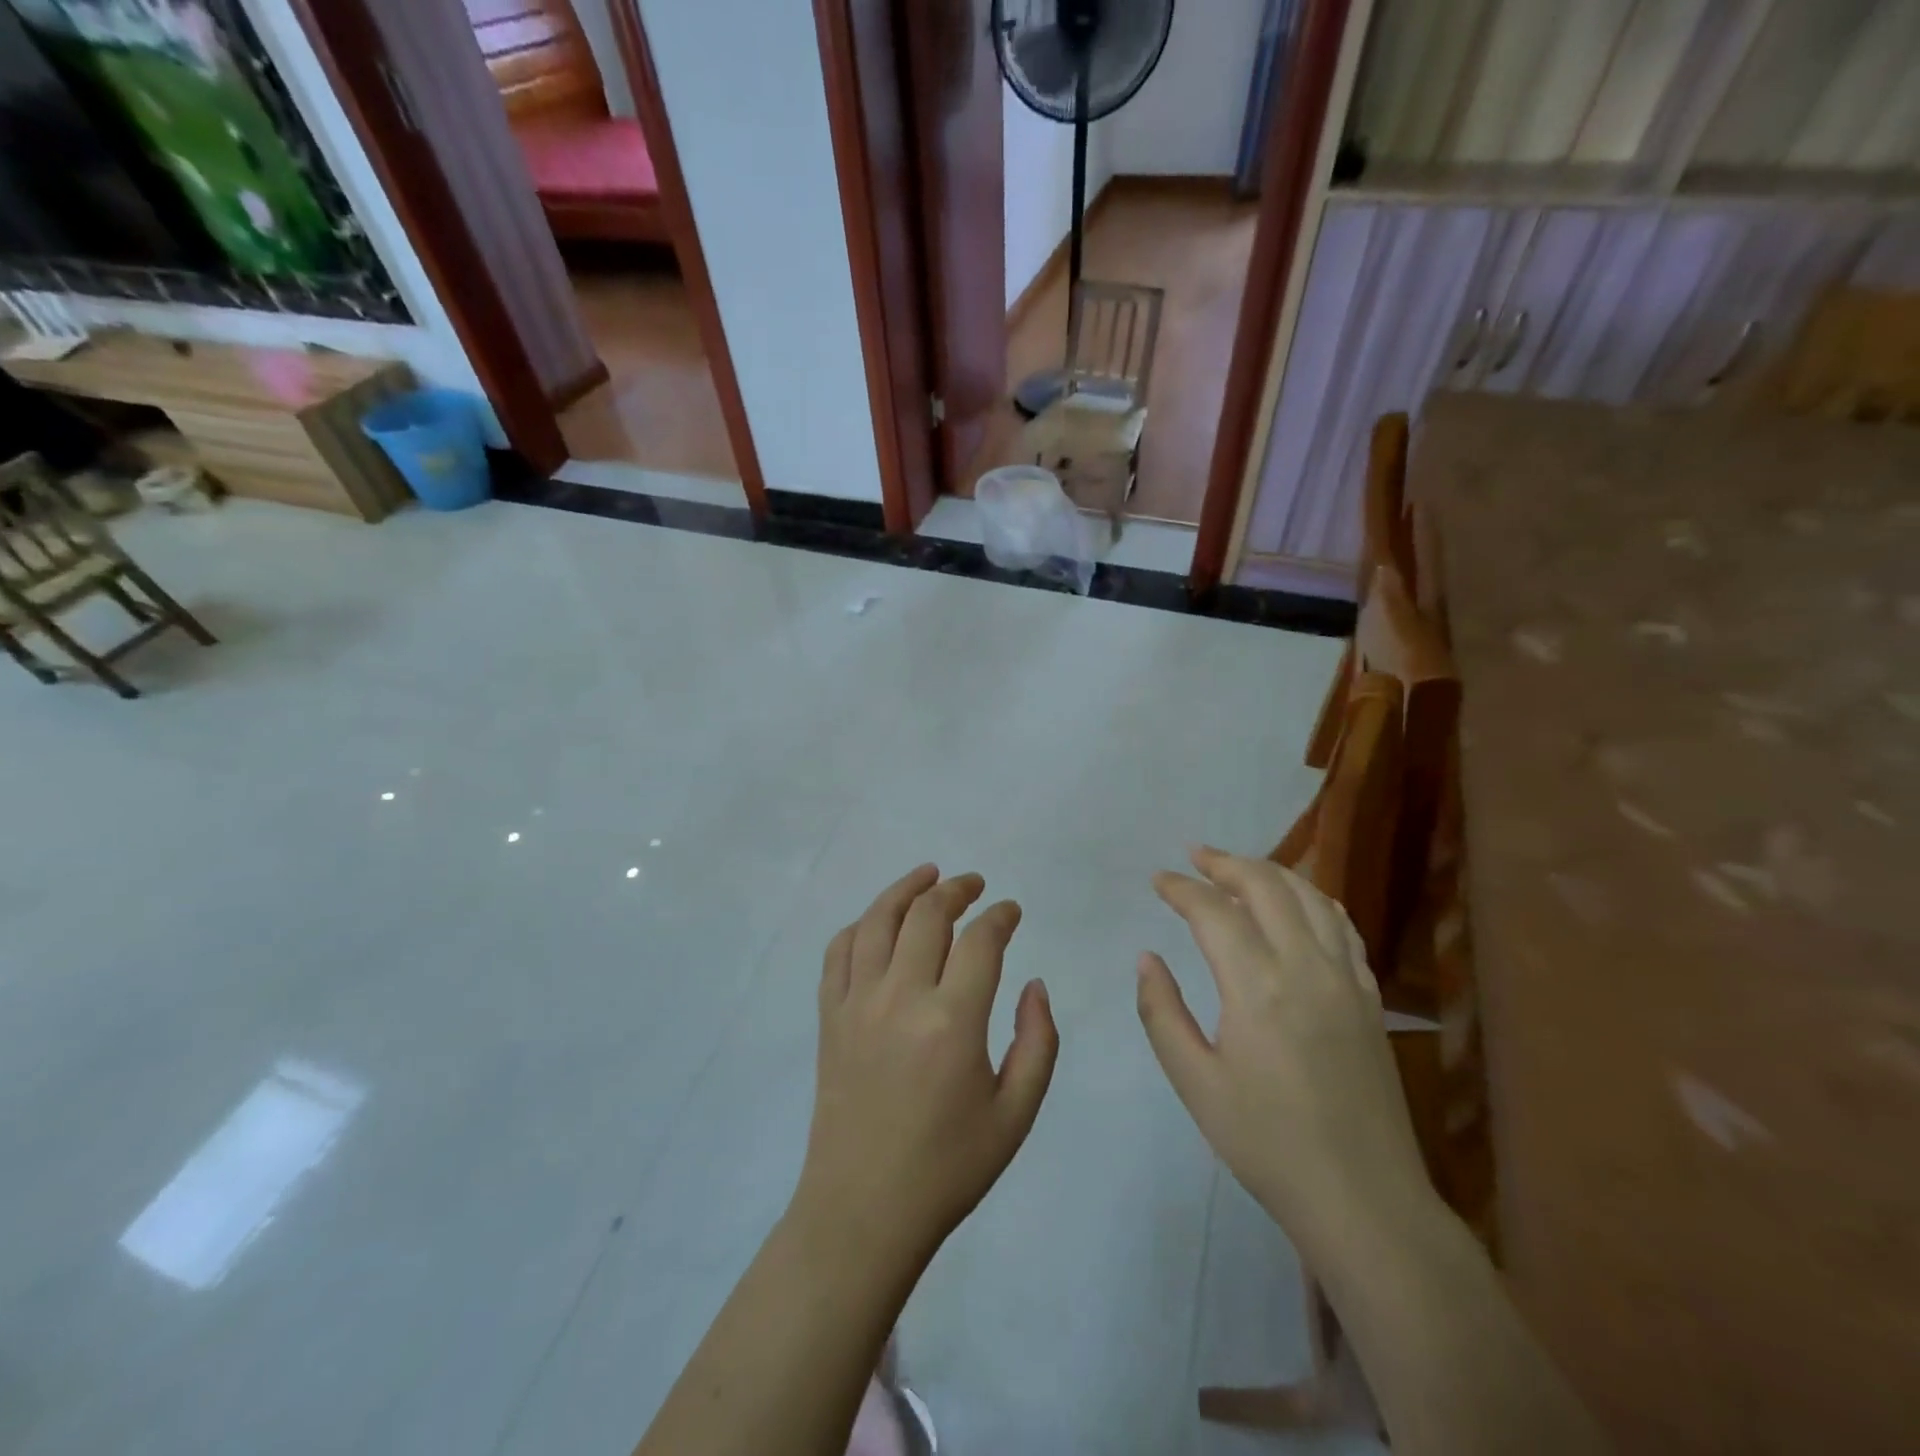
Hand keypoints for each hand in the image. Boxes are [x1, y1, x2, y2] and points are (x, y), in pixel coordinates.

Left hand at [793, 866, 1058, 1272]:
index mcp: (952, 1022)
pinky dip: (859, 926)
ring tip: (928, 875)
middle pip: (927, 914)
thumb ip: (1037, 1042)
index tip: (1011, 911)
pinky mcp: (828, 1017)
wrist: (864, 1211)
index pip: (980, 940)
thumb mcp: (1016, 1114)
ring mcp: (856, 1004)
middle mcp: (900, 998)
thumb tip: (1034, 984)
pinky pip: (837, 952)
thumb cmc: (949, 1167)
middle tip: (974, 885)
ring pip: (877, 920)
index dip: (1000, 916)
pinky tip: (877, 923)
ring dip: (905, 889)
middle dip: (956, 889)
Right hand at [1137, 847, 1432, 1260]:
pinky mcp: (1370, 998)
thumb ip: (1162, 1013)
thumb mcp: (1195, 1083)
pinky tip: (1298, 904)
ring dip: (1271, 873)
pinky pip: (1343, 927)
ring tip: (1239, 869)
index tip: (1159, 880)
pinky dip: (1314, 900)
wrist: (1364, 1200)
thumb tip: (1147, 958)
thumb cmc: (1267, 1143)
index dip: (1182, 888)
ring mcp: (1346, 979)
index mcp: (1257, 986)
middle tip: (1195, 857)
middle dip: (1226, 863)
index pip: (1213, 911)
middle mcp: (1306, 967)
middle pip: (1267, 885)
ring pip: (1311, 897)